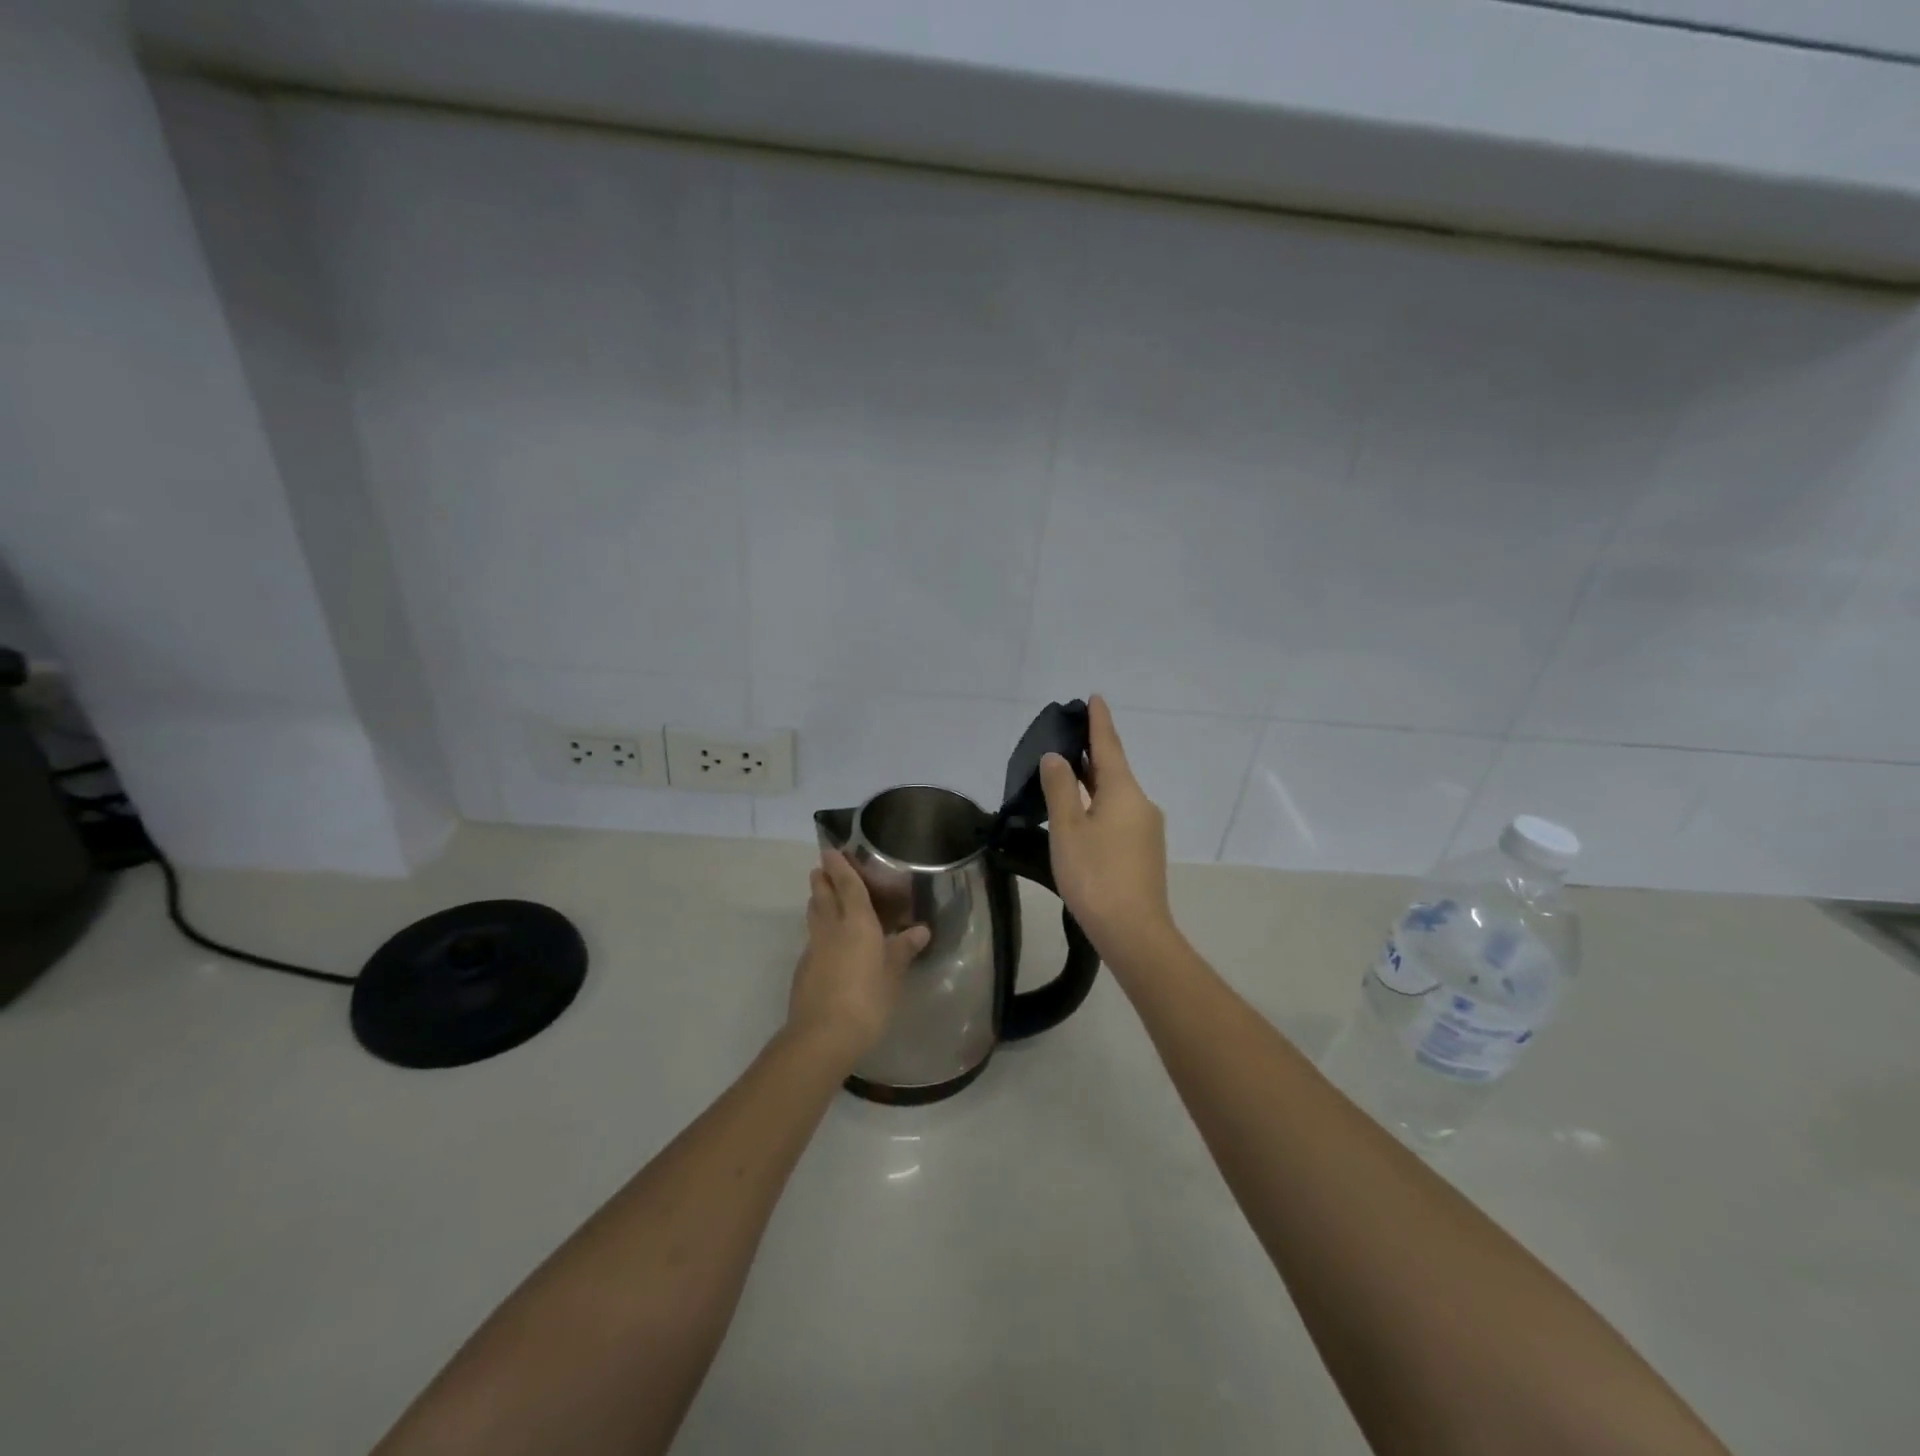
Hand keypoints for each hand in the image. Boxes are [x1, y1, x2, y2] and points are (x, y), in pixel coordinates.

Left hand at [785, 850, 929, 1070]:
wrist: (823, 1035)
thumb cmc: (868, 999)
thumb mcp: (893, 974)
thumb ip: (904, 949)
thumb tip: (921, 930)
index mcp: (857, 923)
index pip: (848, 886)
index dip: (840, 868)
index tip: (829, 851)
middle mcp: (831, 929)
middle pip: (823, 896)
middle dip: (822, 880)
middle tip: (820, 869)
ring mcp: (814, 949)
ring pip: (814, 917)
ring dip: (816, 903)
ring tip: (821, 897)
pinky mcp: (804, 970)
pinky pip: (813, 940)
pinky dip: (819, 931)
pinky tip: (827, 943)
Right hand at [1039, 695, 1178, 964]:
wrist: (1134, 932)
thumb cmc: (1095, 875)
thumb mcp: (1068, 829)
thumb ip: (1060, 789)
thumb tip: (1057, 757)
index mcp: (1124, 791)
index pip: (1108, 746)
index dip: (1099, 722)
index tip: (1094, 698)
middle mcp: (1141, 803)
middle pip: (1113, 768)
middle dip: (1093, 751)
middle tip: (1068, 734)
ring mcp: (1146, 828)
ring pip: (1115, 793)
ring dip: (1093, 780)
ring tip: (1068, 771)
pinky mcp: (1143, 850)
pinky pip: (1118, 814)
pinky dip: (1099, 803)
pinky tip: (1082, 813)